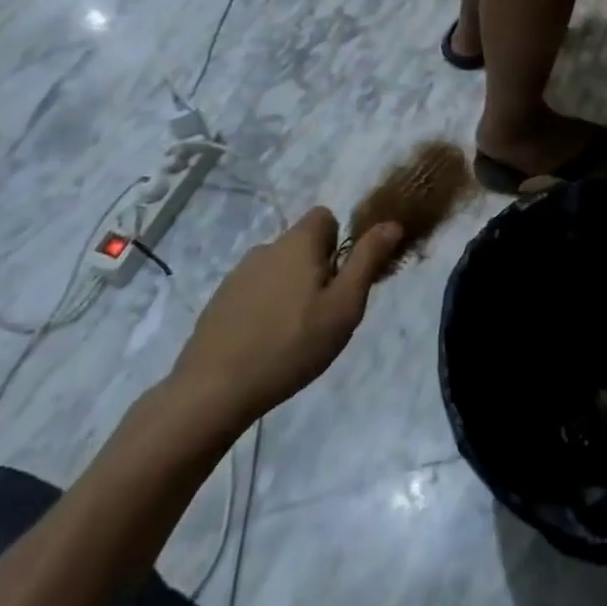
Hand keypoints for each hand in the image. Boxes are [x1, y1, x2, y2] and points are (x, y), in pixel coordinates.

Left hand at [166, 207, 404, 427]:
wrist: (214, 389)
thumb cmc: (292, 344)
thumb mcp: (344, 305)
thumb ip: (368, 260)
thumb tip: (392, 223)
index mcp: (298, 242)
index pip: (326, 217)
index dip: (340, 243)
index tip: (341, 280)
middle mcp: (267, 247)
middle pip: (303, 245)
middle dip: (317, 271)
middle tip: (324, 315)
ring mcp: (238, 274)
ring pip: (279, 270)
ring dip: (291, 290)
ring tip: (294, 335)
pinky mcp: (220, 301)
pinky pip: (255, 292)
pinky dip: (265, 308)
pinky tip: (266, 344)